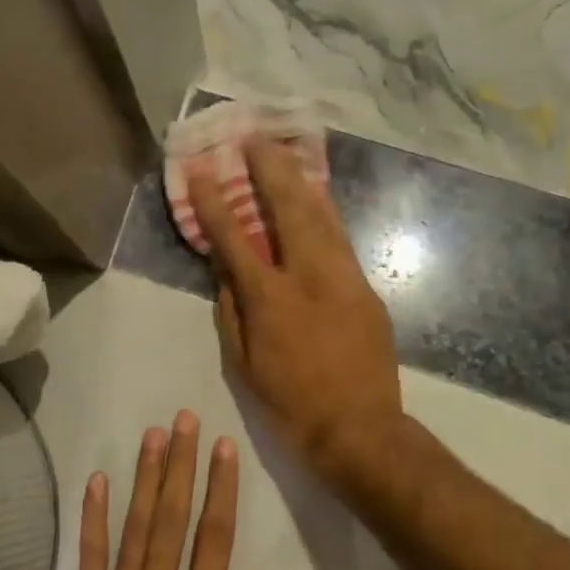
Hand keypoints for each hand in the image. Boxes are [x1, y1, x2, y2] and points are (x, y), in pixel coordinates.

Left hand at [60, 413, 287, 569]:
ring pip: (135, 526)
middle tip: (184, 420)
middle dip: (181, 465)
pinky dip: (93, 517)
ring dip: (145, 478)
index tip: (223, 448)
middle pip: (173, 518)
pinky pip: (90, 556)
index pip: (215, 538)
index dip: (221, 489)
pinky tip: (98, 480)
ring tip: (152, 435)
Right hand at [188, 141, 403, 480]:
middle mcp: (310, 278)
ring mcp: (345, 280)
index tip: (203, 170)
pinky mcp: (366, 290)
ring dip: (301, 182)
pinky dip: (325, 215)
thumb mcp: (243, 364)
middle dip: (269, 170)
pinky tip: (316, 200)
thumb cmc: (290, 404)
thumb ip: (232, 310)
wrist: (360, 430)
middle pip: (289, 210)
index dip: (216, 203)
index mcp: (271, 301)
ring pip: (323, 218)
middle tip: (255, 139)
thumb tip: (225, 270)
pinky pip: (341, 241)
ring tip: (286, 154)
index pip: (235, 240)